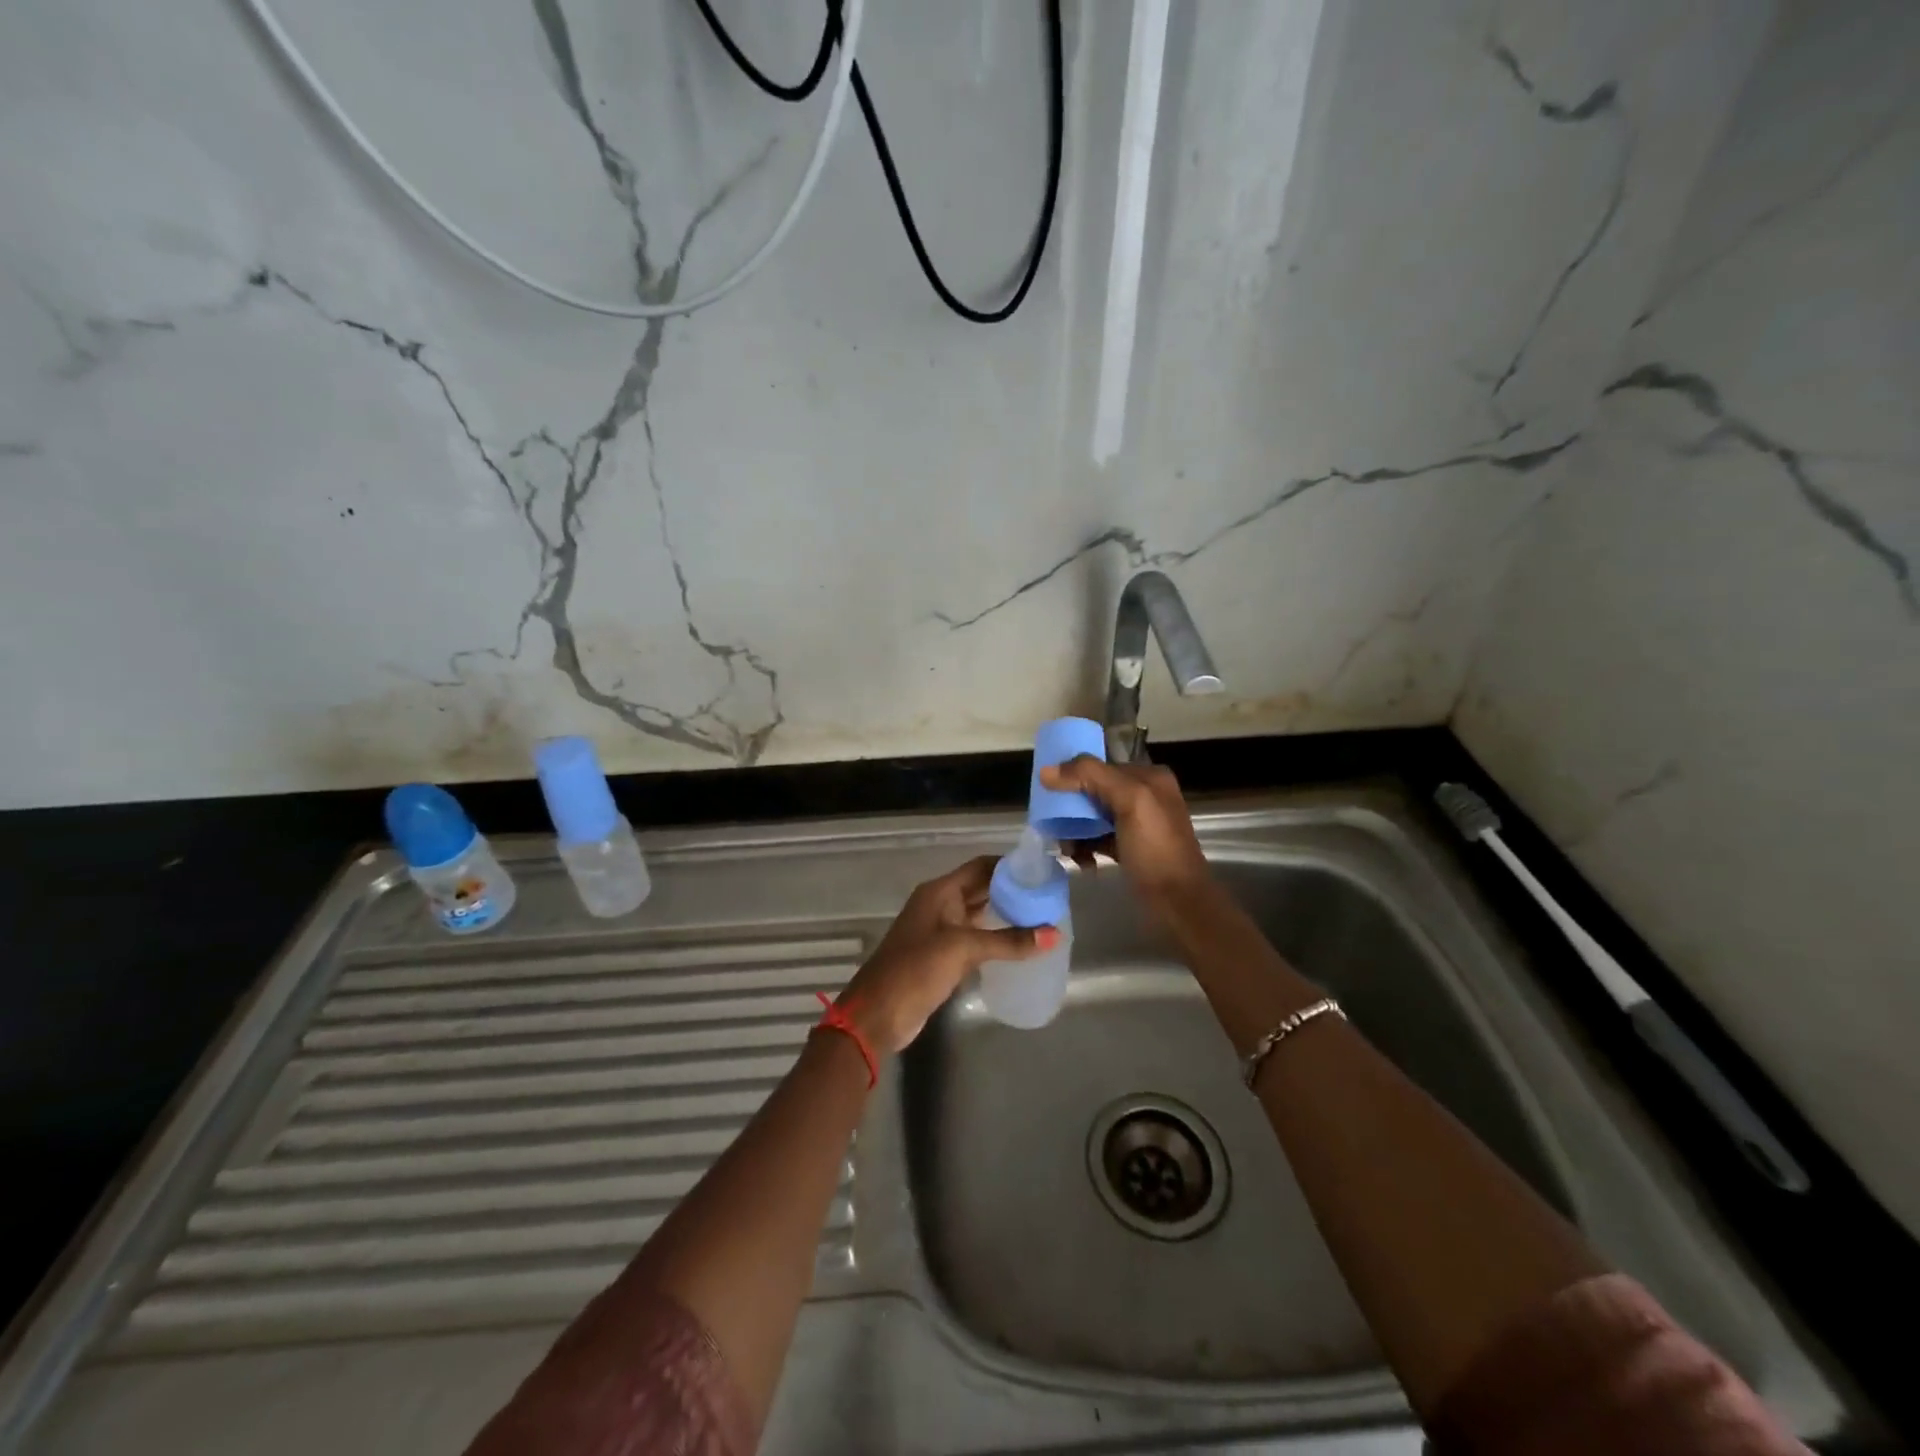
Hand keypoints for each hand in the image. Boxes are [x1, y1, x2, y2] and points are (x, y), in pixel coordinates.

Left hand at [835, 856, 1060, 1056]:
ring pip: (978, 915)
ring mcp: (939, 931)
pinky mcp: (941, 957)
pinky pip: (974, 939)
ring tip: (1042, 920)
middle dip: (1012, 891)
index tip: (1042, 872)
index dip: (1009, 866)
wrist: (878, 1015)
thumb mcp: (964, 949)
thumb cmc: (916, 970)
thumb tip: (1054, 934)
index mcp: (939, 891)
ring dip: (1005, 916)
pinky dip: (995, 939)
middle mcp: (939, 905)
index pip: (981, 867)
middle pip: (981, 889)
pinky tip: (1019, 947)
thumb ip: (1008, 941)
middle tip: (1049, 898)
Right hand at [1038, 756, 1210, 902]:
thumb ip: (1091, 777)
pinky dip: (1085, 847)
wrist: (1179, 903)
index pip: (1101, 766)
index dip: (1073, 776)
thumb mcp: (1130, 802)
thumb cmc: (1156, 849)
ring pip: (1092, 816)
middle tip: (1054, 826)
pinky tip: (1081, 861)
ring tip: (1067, 850)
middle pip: (1093, 791)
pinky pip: (1098, 838)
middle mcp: (1144, 795)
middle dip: (1071, 808)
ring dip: (1074, 831)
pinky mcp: (1129, 848)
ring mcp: (1136, 823)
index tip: (1048, 793)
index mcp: (1149, 777)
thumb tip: (1047, 771)